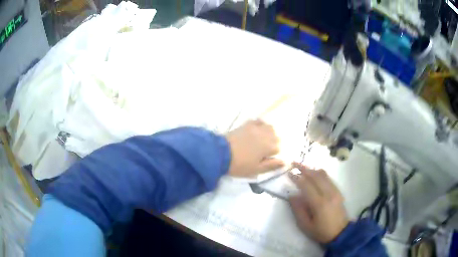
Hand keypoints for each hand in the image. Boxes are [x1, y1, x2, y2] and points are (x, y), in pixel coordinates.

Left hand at [225, 119, 283, 176]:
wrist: (220, 154)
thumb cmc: (239, 165)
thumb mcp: (256, 170)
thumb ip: (272, 165)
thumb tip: (285, 162)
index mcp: (269, 146)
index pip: (279, 148)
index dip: (273, 154)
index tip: (267, 158)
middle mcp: (265, 134)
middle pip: (276, 136)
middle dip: (273, 143)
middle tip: (264, 151)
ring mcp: (256, 128)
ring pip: (270, 127)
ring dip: (269, 133)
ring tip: (262, 140)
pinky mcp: (247, 124)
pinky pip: (258, 121)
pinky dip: (261, 125)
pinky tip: (257, 130)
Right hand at [289, 163, 348, 243]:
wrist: (340, 233)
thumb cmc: (321, 232)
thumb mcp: (305, 226)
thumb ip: (298, 210)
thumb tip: (292, 195)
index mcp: (319, 203)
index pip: (306, 185)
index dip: (297, 178)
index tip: (289, 173)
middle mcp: (328, 194)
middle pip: (315, 176)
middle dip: (304, 168)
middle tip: (294, 163)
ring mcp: (335, 191)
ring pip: (323, 175)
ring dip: (312, 169)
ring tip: (302, 166)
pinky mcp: (338, 191)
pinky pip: (328, 178)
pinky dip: (319, 173)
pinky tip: (314, 173)